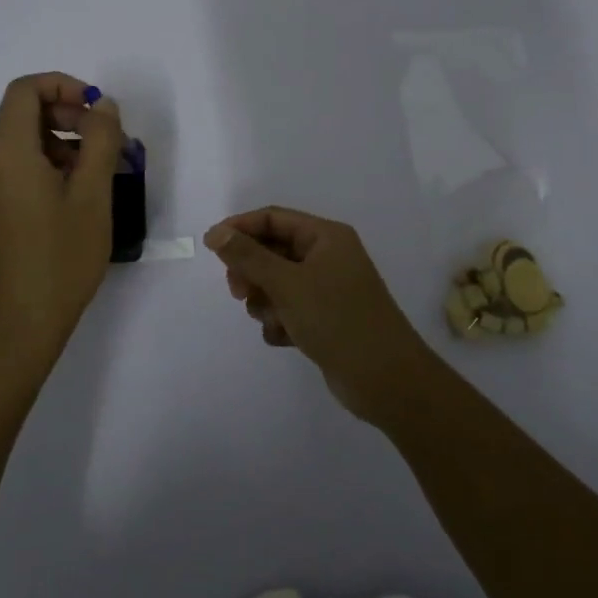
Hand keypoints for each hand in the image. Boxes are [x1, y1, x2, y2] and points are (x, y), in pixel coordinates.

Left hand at [0, 73, 123, 371]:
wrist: (18, 324)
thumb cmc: (60, 258)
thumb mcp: (92, 195)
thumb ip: (100, 140)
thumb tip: (102, 106)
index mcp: (5, 151)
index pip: (26, 90)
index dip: (65, 86)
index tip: (98, 110)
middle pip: (24, 113)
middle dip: (70, 116)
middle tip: (109, 143)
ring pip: (23, 140)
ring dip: (64, 142)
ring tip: (102, 172)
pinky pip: (16, 165)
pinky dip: (48, 164)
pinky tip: (78, 193)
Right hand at [204, 206, 436, 422]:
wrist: (385, 379)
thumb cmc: (336, 319)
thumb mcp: (287, 284)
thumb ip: (248, 257)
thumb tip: (217, 232)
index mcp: (326, 237)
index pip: (273, 219)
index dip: (240, 228)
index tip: (211, 247)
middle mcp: (328, 257)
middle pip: (273, 251)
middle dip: (252, 272)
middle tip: (238, 292)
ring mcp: (328, 290)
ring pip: (277, 284)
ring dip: (266, 302)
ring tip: (273, 321)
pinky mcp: (326, 320)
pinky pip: (289, 311)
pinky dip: (281, 323)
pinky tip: (286, 339)